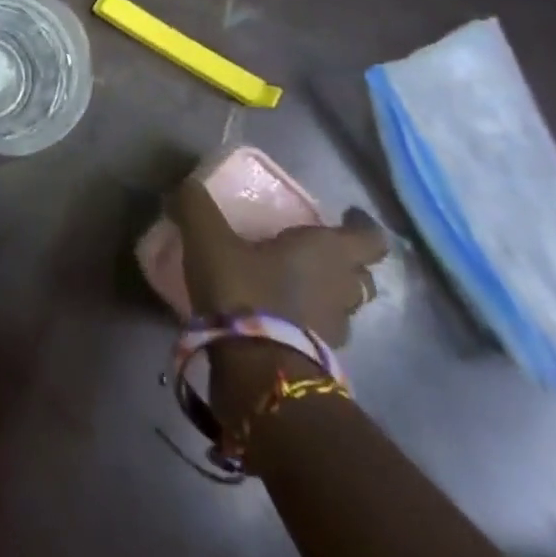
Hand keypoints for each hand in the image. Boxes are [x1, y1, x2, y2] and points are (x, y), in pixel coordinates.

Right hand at [173, 178, 386, 347]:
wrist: (256, 371)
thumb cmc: (244, 290)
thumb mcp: (209, 237)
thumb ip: (197, 206)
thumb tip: (187, 185)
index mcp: (327, 252)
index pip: (369, 238)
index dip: (362, 225)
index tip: (349, 215)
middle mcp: (341, 290)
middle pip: (360, 275)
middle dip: (345, 263)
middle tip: (315, 251)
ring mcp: (335, 331)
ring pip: (343, 306)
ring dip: (326, 295)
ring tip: (293, 285)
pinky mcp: (319, 362)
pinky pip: (320, 333)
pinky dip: (306, 322)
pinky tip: (277, 316)